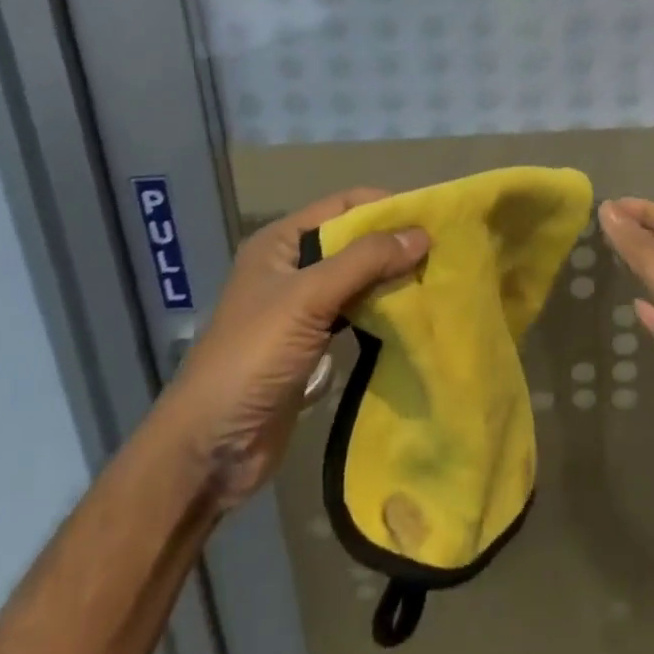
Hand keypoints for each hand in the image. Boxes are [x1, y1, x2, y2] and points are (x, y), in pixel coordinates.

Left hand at [163, 189, 427, 510]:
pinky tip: (411, 315)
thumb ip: (364, 262)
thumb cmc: (254, 357)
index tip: (431, 217)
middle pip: (352, 242)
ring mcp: (300, 308)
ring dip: (390, 279)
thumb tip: (421, 234)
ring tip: (436, 280)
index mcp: (280, 242)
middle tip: (443, 252)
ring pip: (356, 280)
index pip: (342, 206)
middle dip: (393, 244)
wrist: (211, 447)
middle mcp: (291, 267)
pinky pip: (354, 315)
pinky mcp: (311, 344)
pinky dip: (381, 311)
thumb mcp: (309, 298)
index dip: (384, 206)